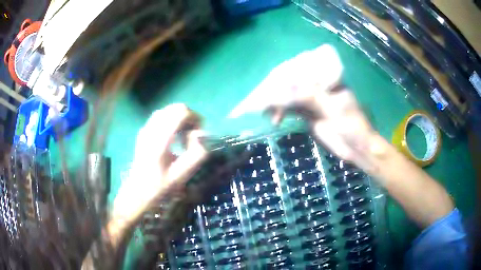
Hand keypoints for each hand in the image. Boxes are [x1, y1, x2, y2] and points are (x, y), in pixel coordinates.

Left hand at [108, 104, 207, 243]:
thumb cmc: (160, 187)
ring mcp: (145, 129)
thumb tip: (201, 135)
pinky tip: (173, 136)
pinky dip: (172, 120)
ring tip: (184, 136)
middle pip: (175, 108)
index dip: (195, 118)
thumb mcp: (182, 176)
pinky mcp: (144, 130)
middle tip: (193, 135)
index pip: (180, 113)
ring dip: (180, 118)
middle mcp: (151, 130)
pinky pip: (161, 116)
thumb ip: (196, 154)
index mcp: (159, 141)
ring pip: (168, 110)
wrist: (138, 191)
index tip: (199, 133)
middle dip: (189, 117)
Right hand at [229, 45, 376, 166]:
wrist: (357, 147)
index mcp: (326, 74)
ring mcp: (310, 95)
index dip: (279, 76)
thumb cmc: (353, 126)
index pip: (297, 67)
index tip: (265, 90)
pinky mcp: (306, 109)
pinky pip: (288, 105)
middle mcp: (316, 81)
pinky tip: (273, 119)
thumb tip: (280, 91)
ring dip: (272, 102)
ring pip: (285, 92)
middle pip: (287, 79)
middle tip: (254, 104)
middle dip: (270, 91)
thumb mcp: (333, 109)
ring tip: (261, 113)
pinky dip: (278, 110)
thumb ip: (309, 97)